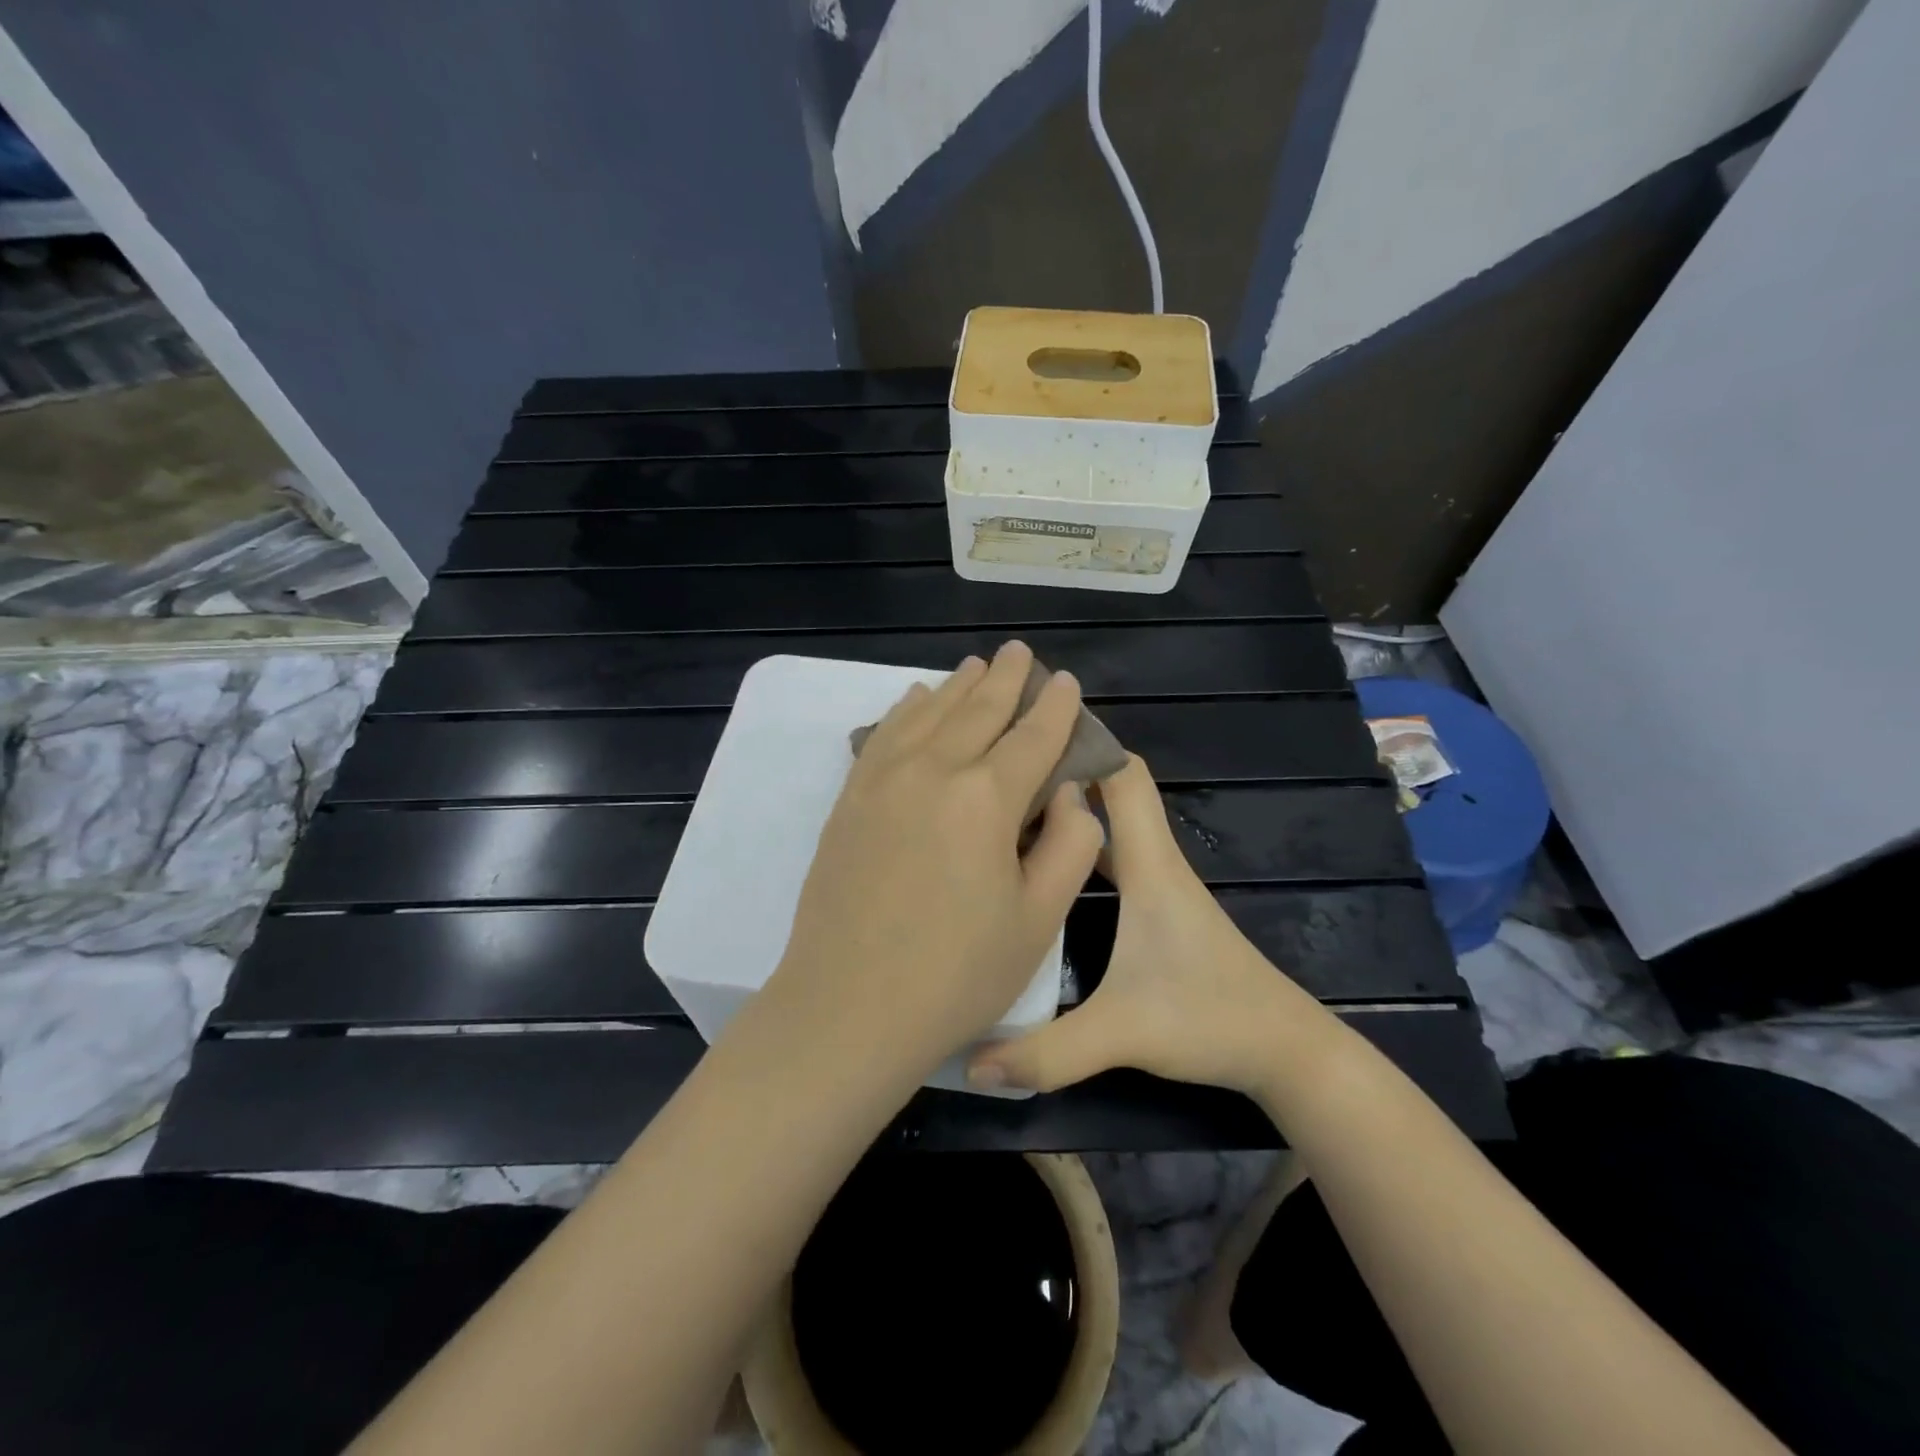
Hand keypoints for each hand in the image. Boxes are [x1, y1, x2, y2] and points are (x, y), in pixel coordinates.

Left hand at [771, 640, 1105, 1080]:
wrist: (848, 1007)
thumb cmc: (956, 975)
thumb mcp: (1039, 920)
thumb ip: (1069, 846)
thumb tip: (1071, 795)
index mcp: (988, 798)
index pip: (1033, 737)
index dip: (1056, 708)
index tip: (1067, 682)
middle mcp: (933, 771)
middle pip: (978, 710)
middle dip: (1005, 678)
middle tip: (1020, 653)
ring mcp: (883, 780)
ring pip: (929, 713)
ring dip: (958, 686)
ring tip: (976, 666)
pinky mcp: (851, 798)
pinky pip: (883, 734)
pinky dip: (906, 710)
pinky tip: (917, 699)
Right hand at [967, 756, 1332, 1097]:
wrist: (1284, 1050)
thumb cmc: (1209, 1020)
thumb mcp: (1121, 1035)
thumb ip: (1045, 1052)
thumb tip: (969, 1062)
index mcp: (1150, 866)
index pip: (1121, 776)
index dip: (1084, 741)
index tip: (1029, 724)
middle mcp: (1155, 861)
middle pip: (1112, 787)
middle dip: (1065, 764)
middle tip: (1003, 758)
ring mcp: (1160, 883)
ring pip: (1112, 821)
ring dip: (1072, 803)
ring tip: (1012, 801)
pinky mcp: (1159, 906)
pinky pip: (1115, 853)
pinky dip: (1083, 841)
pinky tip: (1046, 858)